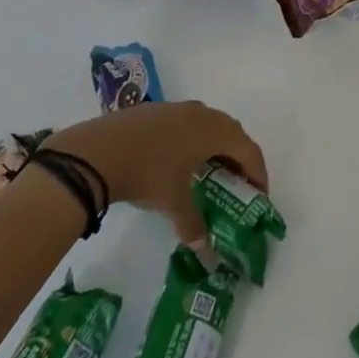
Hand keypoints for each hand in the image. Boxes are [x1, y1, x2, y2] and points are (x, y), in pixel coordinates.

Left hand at [47, 101, 268, 248]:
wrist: (99, 151)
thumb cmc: (148, 174)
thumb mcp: (173, 203)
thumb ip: (193, 225)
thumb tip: (204, 249)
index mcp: (215, 131)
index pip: (249, 150)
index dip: (258, 173)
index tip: (259, 196)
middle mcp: (202, 113)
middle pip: (232, 133)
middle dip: (239, 158)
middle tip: (238, 183)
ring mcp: (178, 108)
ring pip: (208, 124)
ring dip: (216, 146)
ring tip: (210, 171)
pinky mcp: (156, 110)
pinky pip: (187, 123)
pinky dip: (193, 140)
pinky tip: (178, 160)